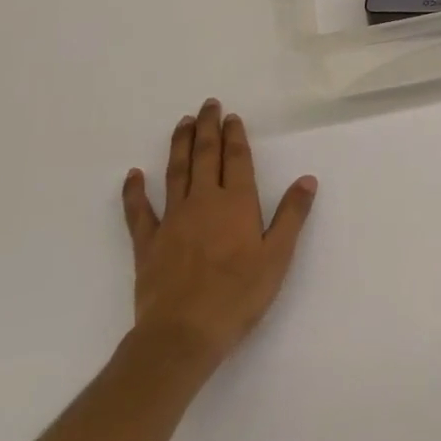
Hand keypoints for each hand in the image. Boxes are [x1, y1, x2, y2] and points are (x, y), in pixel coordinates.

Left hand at [120, 99, 317, 373]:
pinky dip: (134, 192)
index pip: (236, 159)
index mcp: (237, 203)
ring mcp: (172, 220)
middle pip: (206, 156)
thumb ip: (292, 215)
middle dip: (207, 128)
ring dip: (179, 145)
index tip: (232, 116)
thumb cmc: (238, 295)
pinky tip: (133, 175)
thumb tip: (307, 179)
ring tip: (182, 123)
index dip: (235, 136)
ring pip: (176, 173)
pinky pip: (138, 211)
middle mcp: (204, 202)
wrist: (182, 335)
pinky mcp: (147, 243)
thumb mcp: (278, 256)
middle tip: (207, 105)